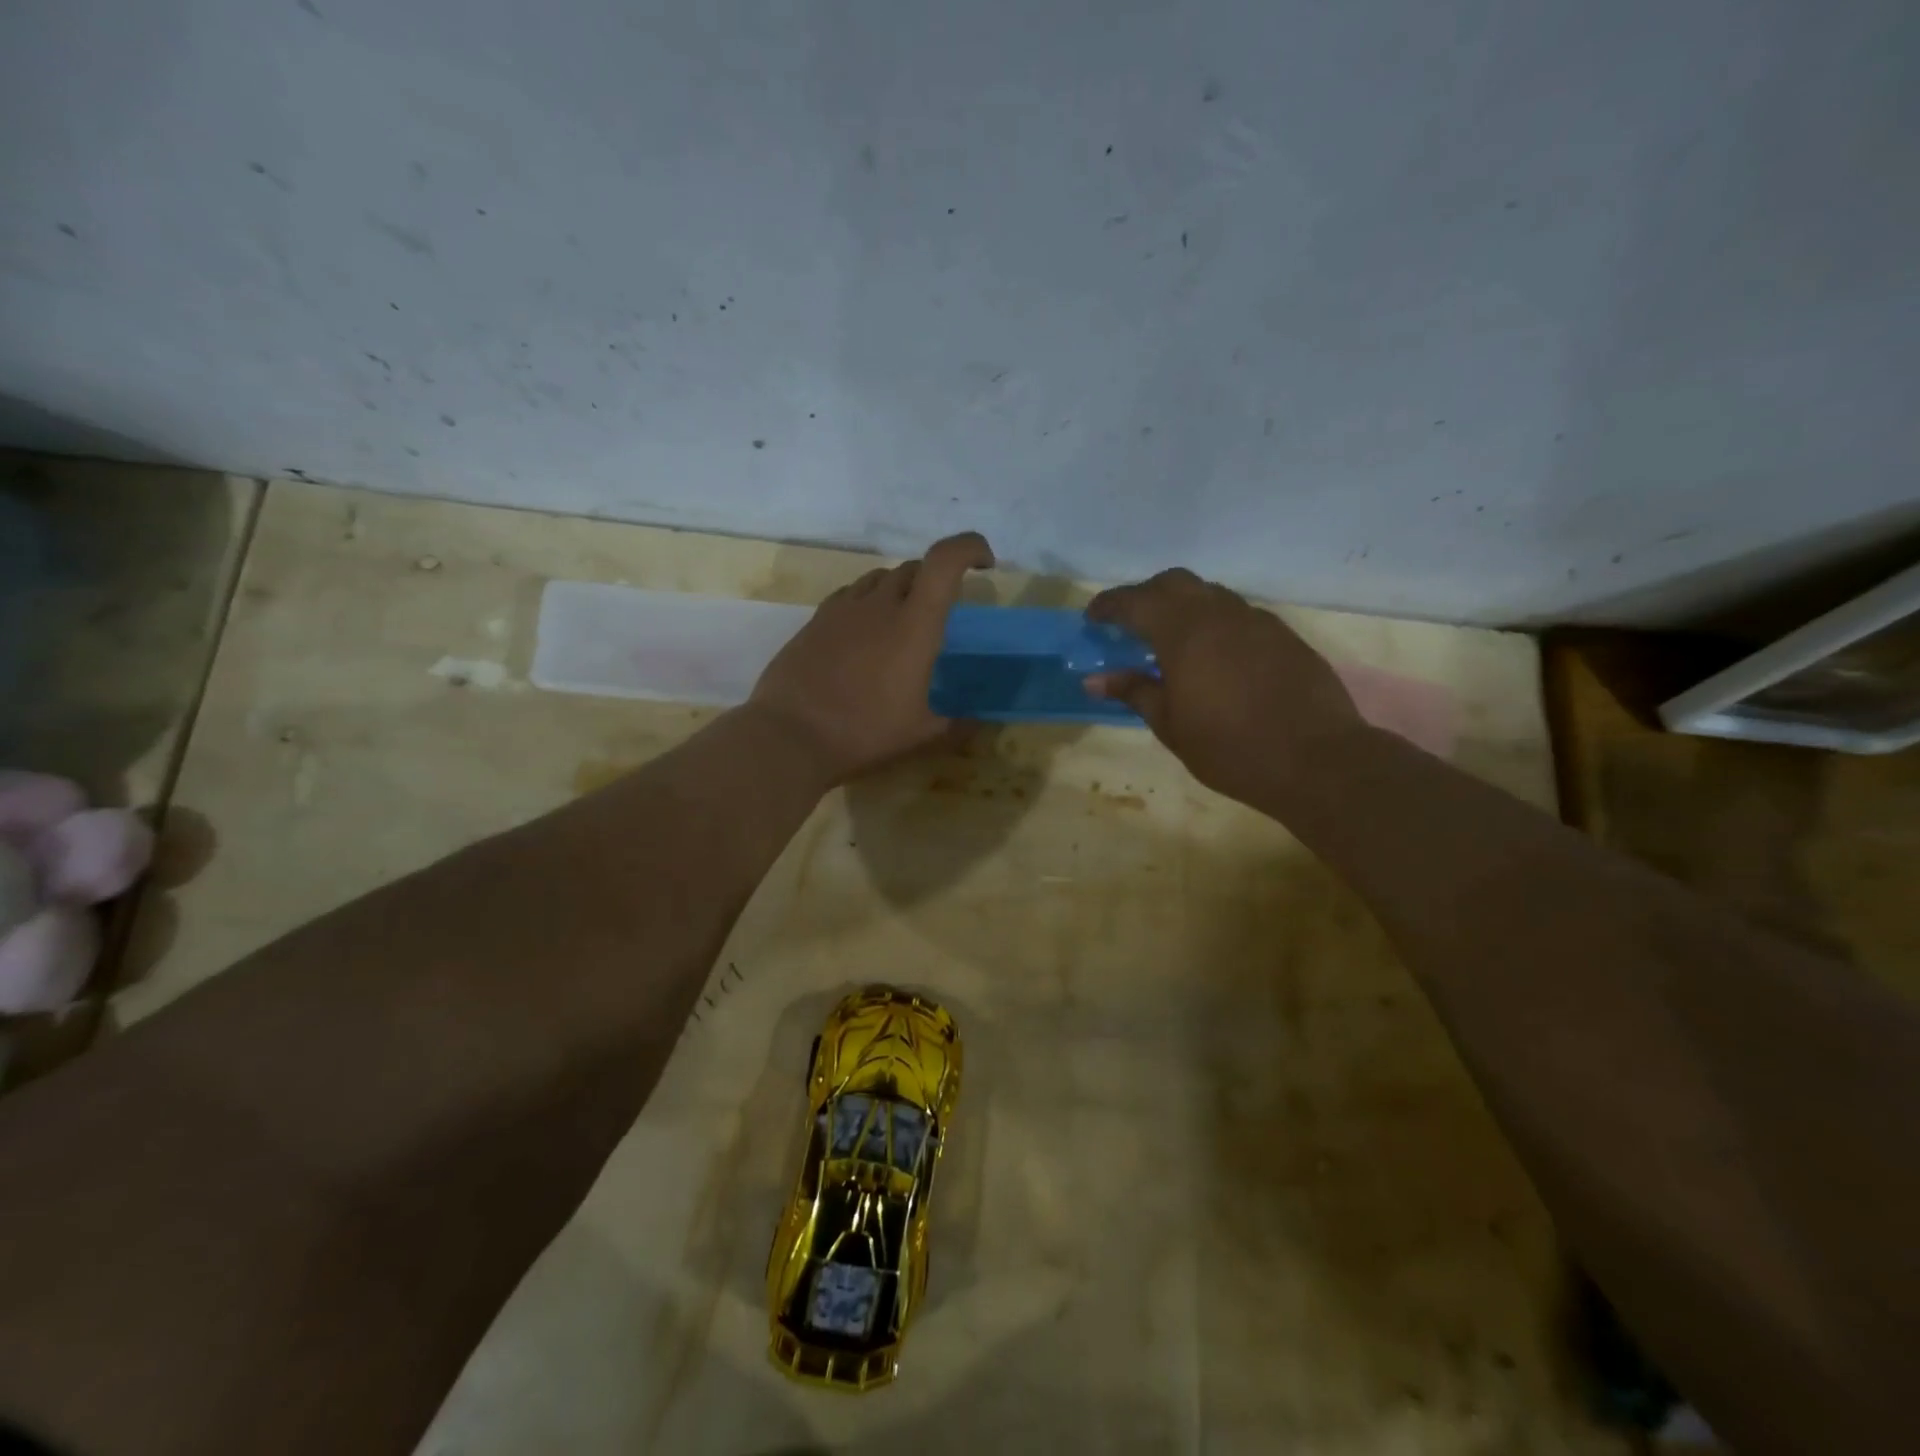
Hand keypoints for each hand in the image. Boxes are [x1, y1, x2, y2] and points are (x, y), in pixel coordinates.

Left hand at [748, 532, 994, 782]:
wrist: (789, 735)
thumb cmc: (864, 732)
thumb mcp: (921, 735)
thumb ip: (957, 725)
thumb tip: (978, 722)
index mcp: (914, 624)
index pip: (945, 560)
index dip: (970, 548)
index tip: (984, 565)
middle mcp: (879, 604)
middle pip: (913, 568)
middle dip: (935, 579)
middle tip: (942, 613)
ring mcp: (842, 609)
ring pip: (879, 578)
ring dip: (900, 589)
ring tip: (902, 623)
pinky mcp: (815, 621)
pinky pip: (849, 595)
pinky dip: (867, 603)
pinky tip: (864, 635)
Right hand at [1084, 568, 1362, 805]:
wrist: (1316, 760)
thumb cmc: (1230, 748)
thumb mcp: (1171, 725)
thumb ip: (1133, 692)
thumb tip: (1095, 678)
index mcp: (1184, 632)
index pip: (1136, 602)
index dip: (1109, 605)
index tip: (1092, 618)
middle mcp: (1220, 614)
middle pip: (1174, 583)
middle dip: (1145, 595)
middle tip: (1129, 623)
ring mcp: (1257, 621)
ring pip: (1210, 594)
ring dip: (1183, 606)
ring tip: (1170, 640)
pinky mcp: (1283, 635)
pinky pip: (1238, 614)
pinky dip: (1214, 622)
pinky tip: (1213, 656)